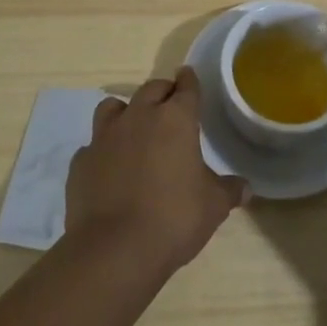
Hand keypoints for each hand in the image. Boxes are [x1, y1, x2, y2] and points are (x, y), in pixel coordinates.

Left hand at [65, 68, 247, 276]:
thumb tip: (245, 187)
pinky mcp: (81, 161)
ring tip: (134, 128)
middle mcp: (139, 117)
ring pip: (114, 106)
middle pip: (151, 89)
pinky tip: (109, 167)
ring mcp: (105, 137)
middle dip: (163, 92)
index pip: (186, 88)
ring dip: (126, 111)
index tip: (189, 76)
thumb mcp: (213, 207)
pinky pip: (93, 145)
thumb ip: (229, 190)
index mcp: (175, 120)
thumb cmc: (174, 219)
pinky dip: (103, 150)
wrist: (114, 249)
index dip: (190, 81)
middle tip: (170, 105)